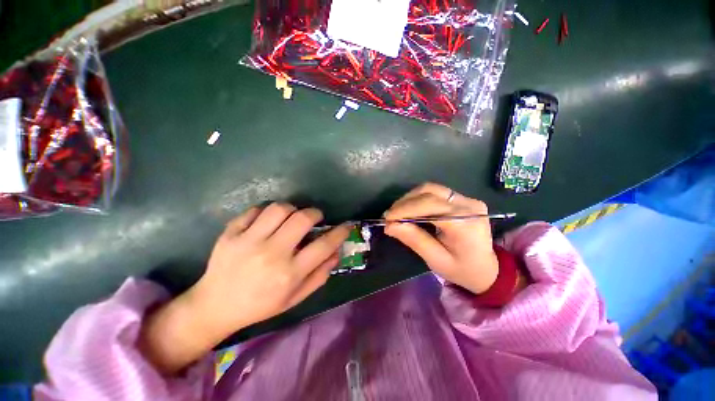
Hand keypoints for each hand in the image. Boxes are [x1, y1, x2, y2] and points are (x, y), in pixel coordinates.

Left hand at [140, 203, 349, 373]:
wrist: (215, 306)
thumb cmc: (260, 305)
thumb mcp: (295, 298)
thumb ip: (319, 275)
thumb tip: (337, 252)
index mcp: (289, 273)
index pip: (324, 245)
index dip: (340, 232)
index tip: (346, 225)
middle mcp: (271, 254)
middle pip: (302, 219)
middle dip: (315, 214)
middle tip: (314, 218)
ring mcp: (248, 241)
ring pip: (279, 209)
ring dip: (291, 210)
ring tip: (290, 218)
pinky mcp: (230, 233)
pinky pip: (254, 210)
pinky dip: (265, 212)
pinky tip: (266, 222)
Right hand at [384, 183, 497, 294]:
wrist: (488, 269)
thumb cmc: (462, 270)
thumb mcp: (436, 260)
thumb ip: (414, 239)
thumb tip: (390, 225)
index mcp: (464, 223)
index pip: (429, 205)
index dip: (404, 209)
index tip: (387, 218)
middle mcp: (468, 205)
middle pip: (429, 192)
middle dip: (405, 203)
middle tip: (389, 216)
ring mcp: (467, 199)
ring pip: (431, 189)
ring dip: (410, 198)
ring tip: (397, 212)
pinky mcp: (463, 199)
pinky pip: (436, 192)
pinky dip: (419, 199)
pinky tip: (410, 209)